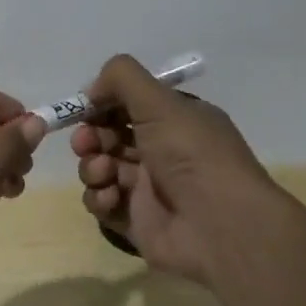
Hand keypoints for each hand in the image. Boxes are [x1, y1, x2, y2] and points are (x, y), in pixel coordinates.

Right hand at [71, 54, 281, 286]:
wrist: (219, 227)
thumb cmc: (192, 155)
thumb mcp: (160, 102)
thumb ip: (121, 78)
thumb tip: (91, 90)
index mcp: (175, 121)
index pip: (129, 104)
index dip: (103, 104)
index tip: (85, 107)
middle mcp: (162, 151)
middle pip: (109, 136)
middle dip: (91, 136)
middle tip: (87, 143)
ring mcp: (147, 188)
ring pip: (101, 168)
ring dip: (92, 166)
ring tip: (104, 172)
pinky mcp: (135, 220)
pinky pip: (102, 202)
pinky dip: (99, 198)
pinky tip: (111, 198)